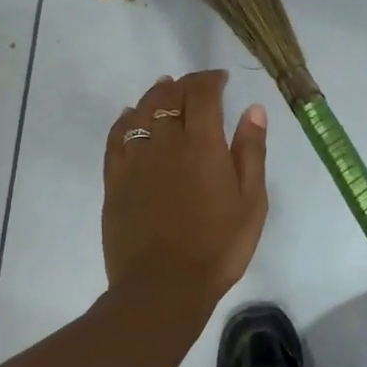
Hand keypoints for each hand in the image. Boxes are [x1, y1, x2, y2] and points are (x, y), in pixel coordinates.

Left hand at [102, 71, 268, 317]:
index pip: (202, 94)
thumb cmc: (218, 247)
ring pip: (140, 111)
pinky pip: (115, 138)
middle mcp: (165, 143)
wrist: (163, 287)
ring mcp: (135, 161)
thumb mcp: (251, 202)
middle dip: (185, 84)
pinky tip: (129, 116)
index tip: (222, 79)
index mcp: (202, 145)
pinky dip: (124, 119)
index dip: (211, 79)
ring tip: (165, 89)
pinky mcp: (114, 181)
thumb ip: (251, 152)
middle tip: (198, 86)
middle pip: (169, 97)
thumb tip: (252, 109)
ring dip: (155, 95)